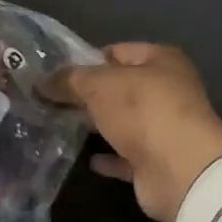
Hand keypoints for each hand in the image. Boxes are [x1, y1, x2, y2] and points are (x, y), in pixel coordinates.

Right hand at [44, 43, 221, 221]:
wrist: (181, 170)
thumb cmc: (143, 110)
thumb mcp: (99, 85)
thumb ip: (69, 80)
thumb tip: (41, 82)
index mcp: (161, 61)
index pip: (118, 52)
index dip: (87, 59)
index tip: (56, 72)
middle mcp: (167, 91)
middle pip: (120, 88)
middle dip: (89, 94)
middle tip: (50, 100)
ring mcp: (164, 129)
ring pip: (123, 123)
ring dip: (98, 125)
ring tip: (59, 125)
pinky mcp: (157, 163)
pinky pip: (126, 156)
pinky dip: (108, 157)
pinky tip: (86, 158)